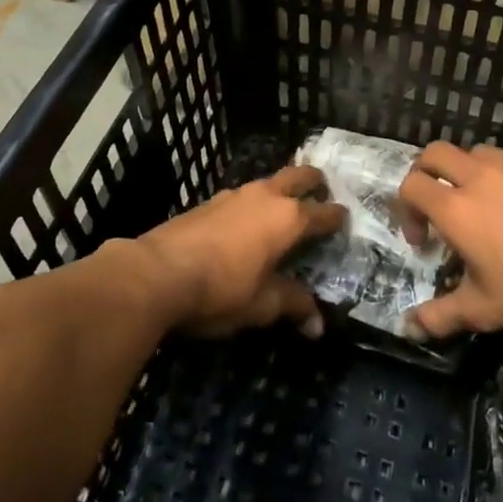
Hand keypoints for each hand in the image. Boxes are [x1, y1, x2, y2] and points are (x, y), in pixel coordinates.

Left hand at [139, 165, 345, 337]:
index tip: (345, 218)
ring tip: (285, 207)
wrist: (156, 273)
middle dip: (314, 182)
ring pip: (268, 182)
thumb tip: (318, 325)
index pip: (322, 213)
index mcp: (288, 218)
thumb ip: (293, 305)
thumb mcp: (262, 304)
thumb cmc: (220, 289)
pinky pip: (243, 196)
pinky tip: (247, 222)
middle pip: (298, 176)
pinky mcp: (209, 202)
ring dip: (281, 190)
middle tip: (323, 191)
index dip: (337, 217)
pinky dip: (255, 203)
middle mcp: (266, 197)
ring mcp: (234, 195)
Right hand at [397, 143, 502, 338]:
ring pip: (484, 153)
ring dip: (476, 172)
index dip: (406, 209)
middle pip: (437, 153)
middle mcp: (483, 176)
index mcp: (456, 208)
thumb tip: (408, 328)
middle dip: (429, 172)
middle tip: (440, 203)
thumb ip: (439, 316)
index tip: (423, 238)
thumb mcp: (483, 311)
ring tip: (491, 204)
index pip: (411, 186)